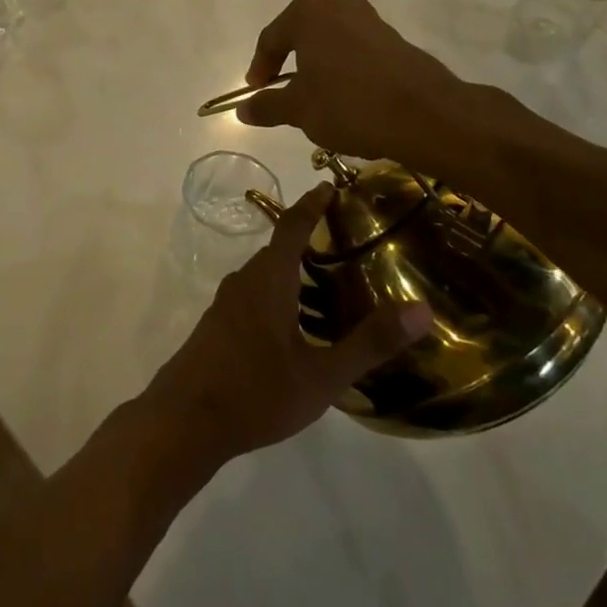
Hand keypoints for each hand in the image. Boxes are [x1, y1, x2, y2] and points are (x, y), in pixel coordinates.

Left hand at [140, 186, 430, 469]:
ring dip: (292, 273)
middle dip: (307, 242)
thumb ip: (370, 343)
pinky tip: (295, 326)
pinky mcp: (216, 328)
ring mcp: (225, 306)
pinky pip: (252, 297)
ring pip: (264, 277)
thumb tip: (421, 310)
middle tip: (346, 245)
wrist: (184, 420)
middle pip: (277, 251)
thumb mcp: (322, 375)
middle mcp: (243, 283)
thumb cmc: (256, 392)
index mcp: (268, 281)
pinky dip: (278, 296)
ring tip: (328, 286)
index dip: (311, 205)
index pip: (291, 227)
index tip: (329, 186)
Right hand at [236, 0, 512, 173]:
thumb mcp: (298, 110)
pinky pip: (355, 52)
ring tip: (314, 100)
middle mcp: (339, 5)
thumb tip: (243, 109)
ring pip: (330, 43)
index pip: (271, 39)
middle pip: (301, 35)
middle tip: (281, 92)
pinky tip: (346, 100)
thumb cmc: (349, 104)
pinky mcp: (395, 39)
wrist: (427, 115)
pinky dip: (343, 71)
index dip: (259, 69)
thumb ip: (267, 106)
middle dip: (289, 64)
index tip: (256, 93)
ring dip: (317, 68)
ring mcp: (371, 20)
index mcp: (308, 12)